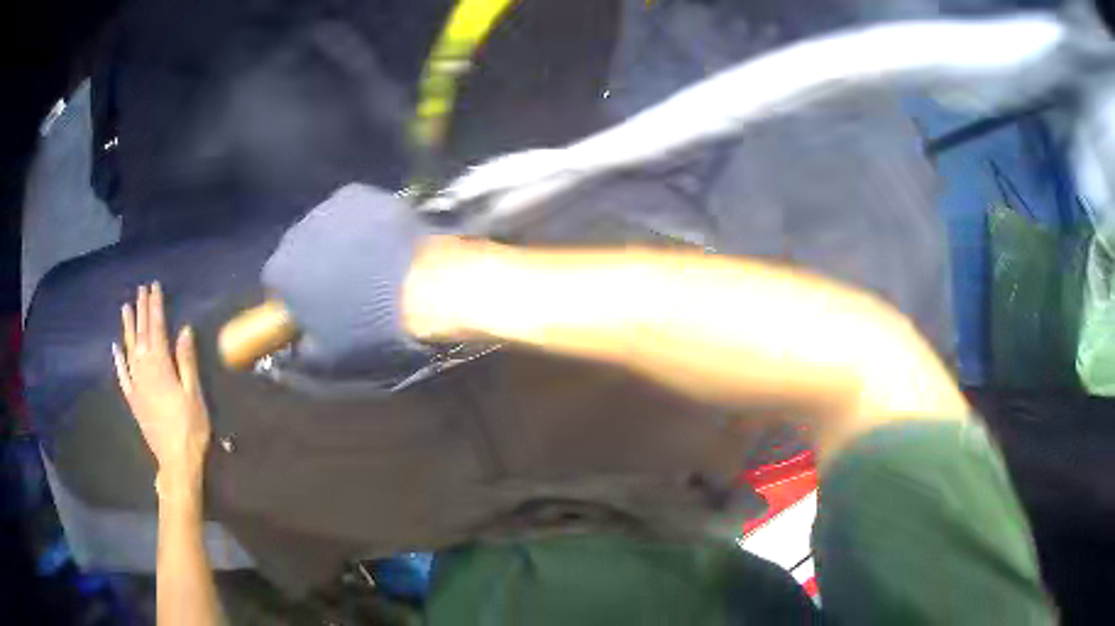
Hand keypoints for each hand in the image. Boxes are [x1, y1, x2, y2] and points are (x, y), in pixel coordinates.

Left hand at [113, 282, 210, 502]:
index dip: (155, 307)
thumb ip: (186, 361)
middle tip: (141, 289)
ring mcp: (135, 385)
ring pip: (129, 349)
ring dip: (128, 328)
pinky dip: (118, 360)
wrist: (176, 461)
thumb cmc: (190, 427)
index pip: (156, 328)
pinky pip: (122, 375)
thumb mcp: (194, 393)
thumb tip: (184, 329)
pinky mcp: (133, 399)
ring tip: (126, 308)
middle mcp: (144, 370)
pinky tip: (115, 348)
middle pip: (141, 334)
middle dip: (142, 310)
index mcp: (160, 366)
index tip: (154, 287)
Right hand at [262, 184, 432, 374]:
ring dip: (338, 241)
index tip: (314, 308)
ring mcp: (327, 207)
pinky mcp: (359, 192)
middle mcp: (295, 232)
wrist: (419, 286)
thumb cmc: (368, 328)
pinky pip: (352, 210)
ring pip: (325, 227)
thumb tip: (292, 347)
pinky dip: (361, 222)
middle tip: (346, 285)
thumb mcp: (327, 356)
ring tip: (370, 262)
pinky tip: (383, 240)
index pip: (276, 284)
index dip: (294, 296)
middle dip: (314, 265)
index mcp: (280, 271)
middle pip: (298, 250)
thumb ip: (300, 350)